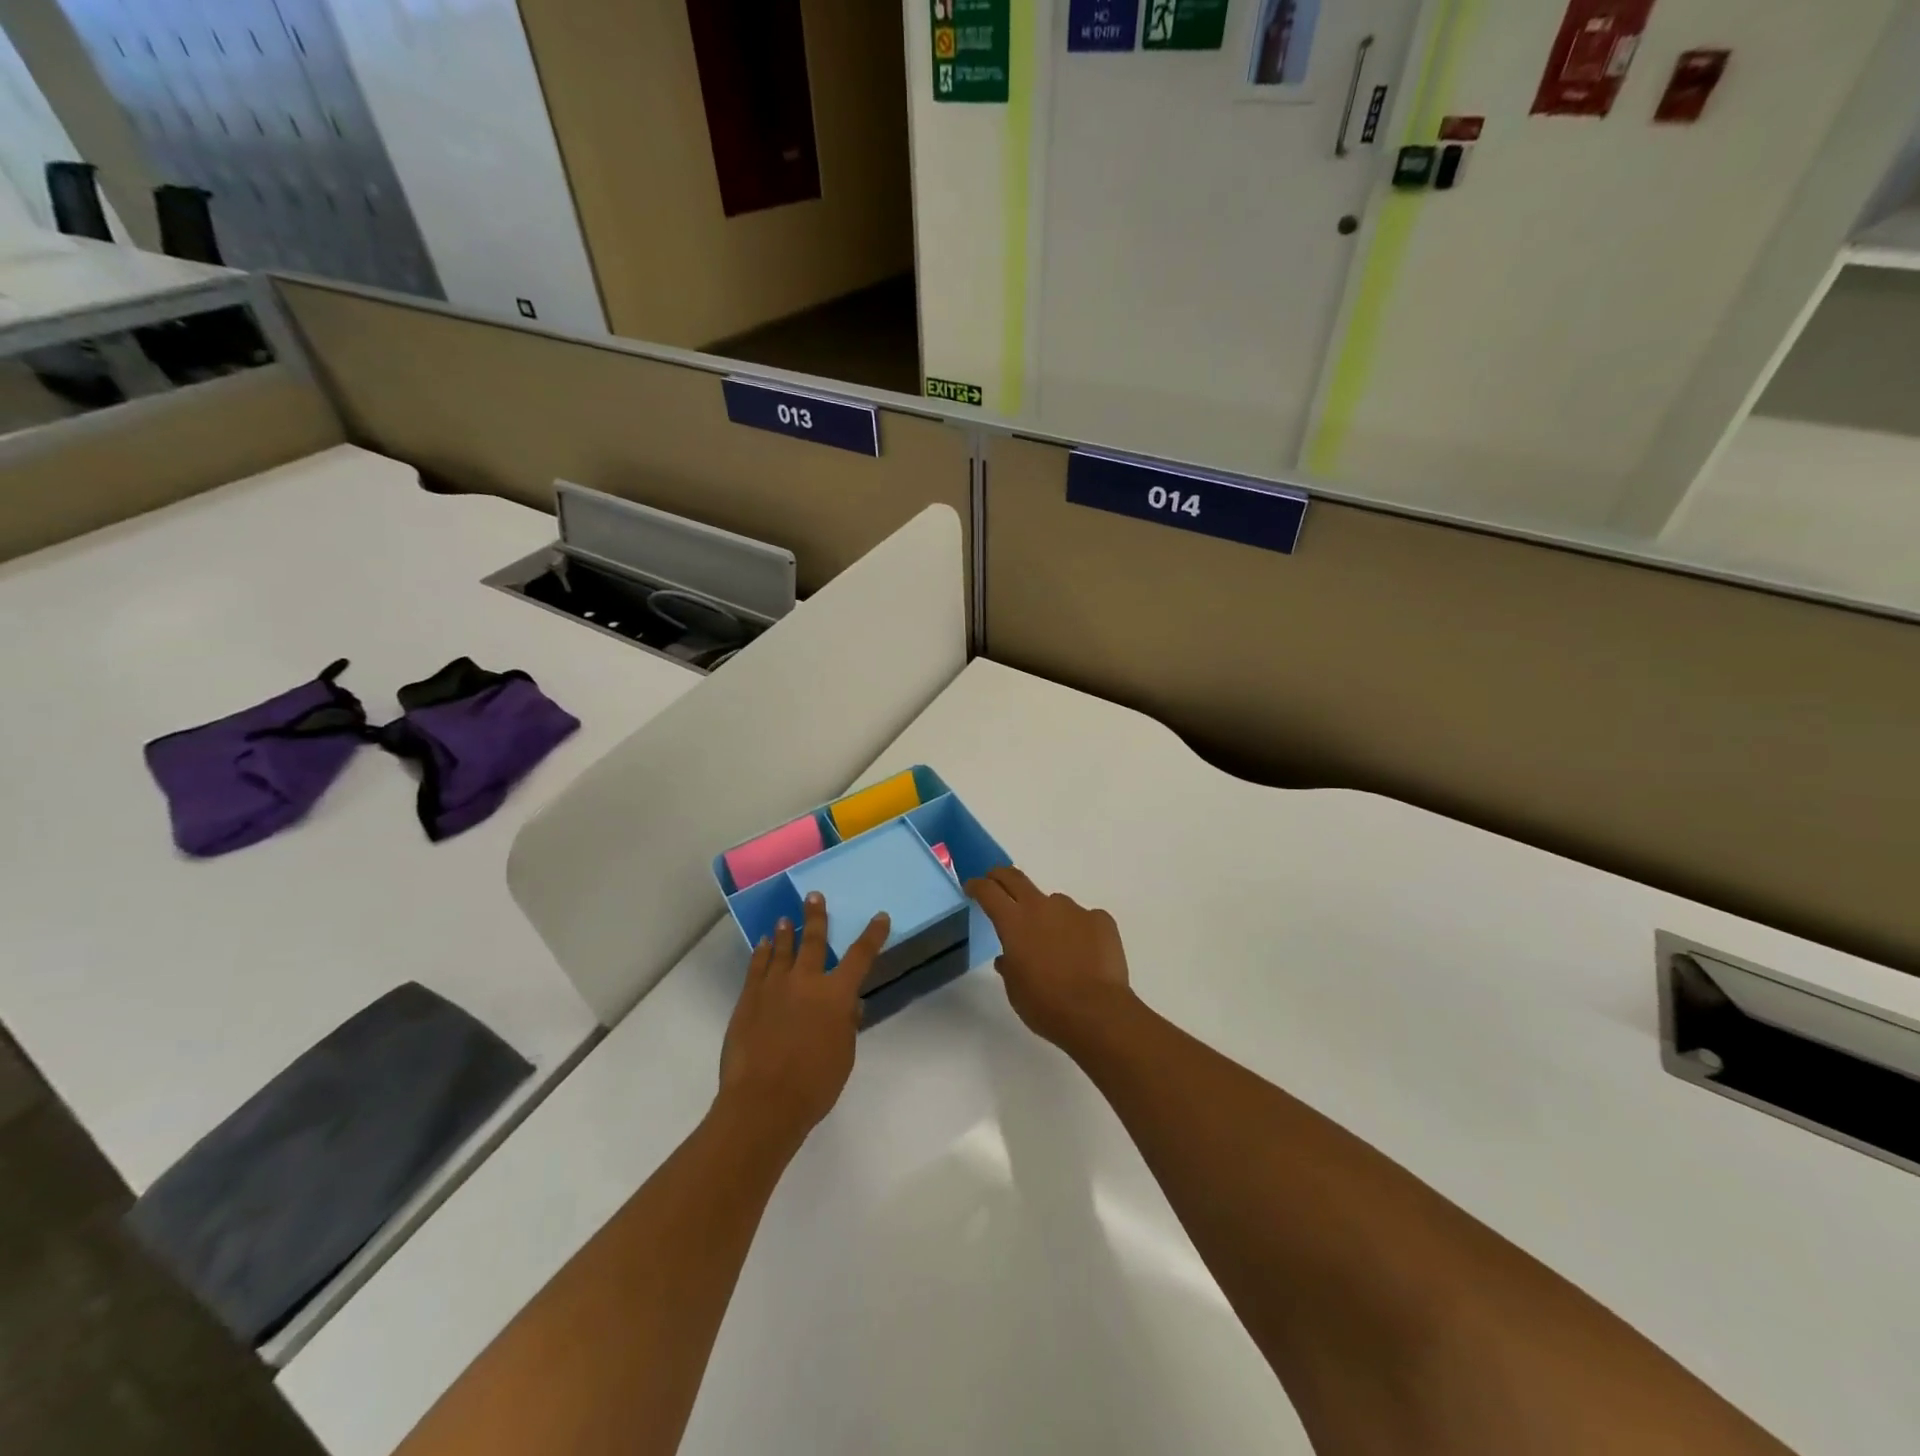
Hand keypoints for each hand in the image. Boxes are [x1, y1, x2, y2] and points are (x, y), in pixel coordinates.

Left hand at [718, 891, 889, 1147]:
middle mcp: (806, 982)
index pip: (860, 957)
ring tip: (785, 918)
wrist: (762, 1101)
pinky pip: (757, 967)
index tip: (880, 917)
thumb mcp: (843, 1056)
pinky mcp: (748, 998)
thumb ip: (846, 1026)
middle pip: (813, 941)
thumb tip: (848, 1006)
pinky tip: (764, 945)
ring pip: (782, 950)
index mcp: (836, 995)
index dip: (872, 935)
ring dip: (786, 932)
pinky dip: (762, 953)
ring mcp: (774, 987)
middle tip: (813, 896)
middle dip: (816, 917)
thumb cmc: (814, 1085)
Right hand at [966, 867, 1136, 1052]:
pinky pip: (1084, 919)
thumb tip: (1008, 958)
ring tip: (1057, 945)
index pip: (988, 891)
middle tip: (996, 879)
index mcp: (1014, 922)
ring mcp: (1074, 910)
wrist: (1097, 1012)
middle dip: (1002, 876)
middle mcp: (1042, 907)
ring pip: (1054, 903)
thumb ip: (1009, 965)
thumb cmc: (1045, 1005)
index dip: (977, 886)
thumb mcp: (1015, 989)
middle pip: (1016, 879)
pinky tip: (1085, 955)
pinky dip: (1079, 932)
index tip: (972, 886)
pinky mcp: (1101, 919)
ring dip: (1048, 916)